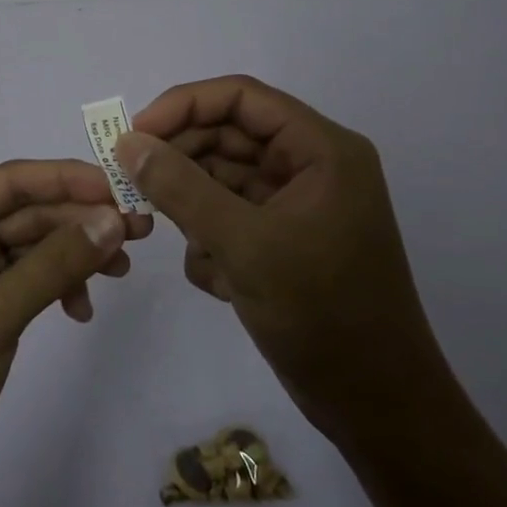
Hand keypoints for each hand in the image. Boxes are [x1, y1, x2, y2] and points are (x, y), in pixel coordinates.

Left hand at [0, 159, 151, 506]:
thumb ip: (55, 264)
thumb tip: (114, 219)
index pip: (10, 182)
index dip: (67, 179)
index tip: (120, 187)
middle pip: (26, 211)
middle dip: (80, 220)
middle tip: (140, 230)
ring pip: (31, 245)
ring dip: (75, 254)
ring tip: (123, 270)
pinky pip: (27, 279)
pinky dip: (57, 286)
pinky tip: (81, 310)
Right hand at [115, 75, 446, 440]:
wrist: (378, 409)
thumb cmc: (323, 314)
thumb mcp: (244, 245)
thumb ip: (181, 188)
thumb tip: (127, 143)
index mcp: (320, 149)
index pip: (241, 97)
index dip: (183, 106)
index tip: (135, 134)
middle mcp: (310, 167)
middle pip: (228, 135)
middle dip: (181, 159)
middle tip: (131, 183)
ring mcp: (296, 205)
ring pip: (223, 178)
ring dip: (193, 205)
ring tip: (173, 234)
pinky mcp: (282, 241)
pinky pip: (230, 217)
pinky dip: (211, 240)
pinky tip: (217, 279)